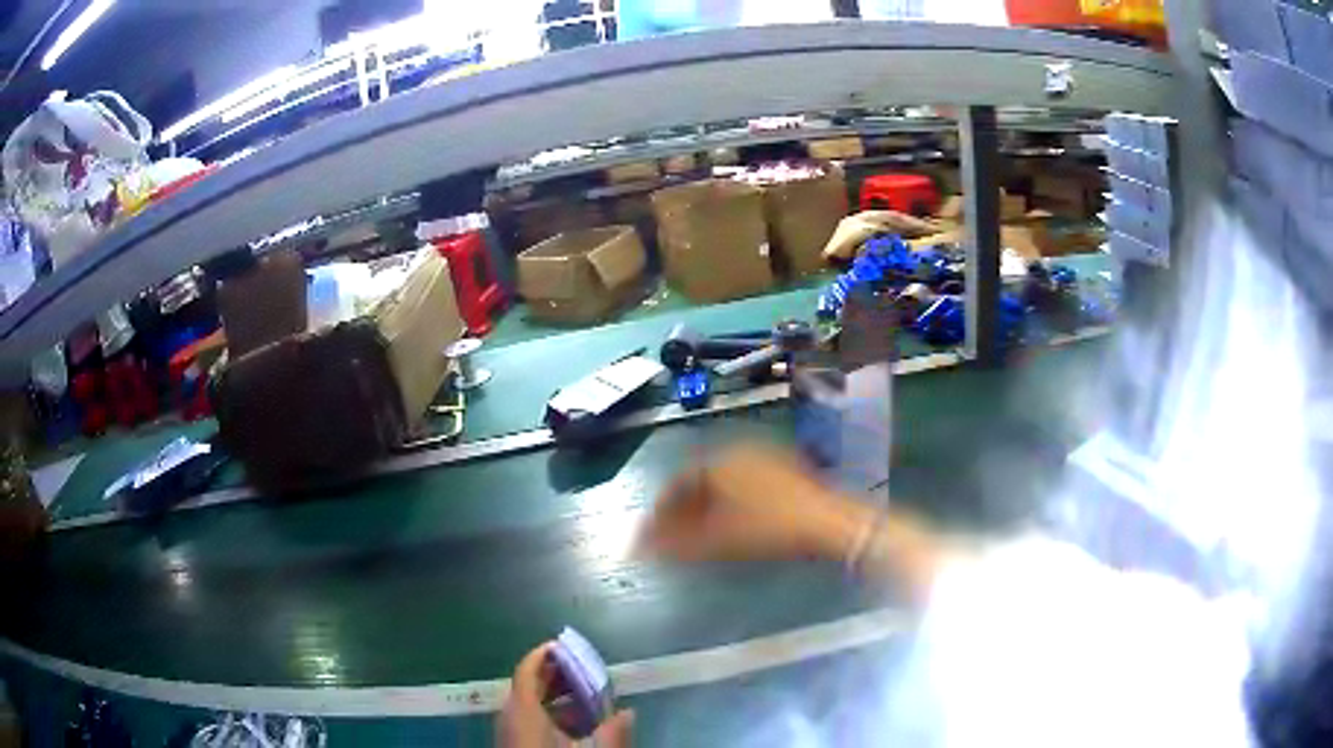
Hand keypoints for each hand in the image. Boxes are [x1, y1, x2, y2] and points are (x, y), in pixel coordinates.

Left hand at [498, 643, 633, 747]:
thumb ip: (613, 733)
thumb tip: (629, 712)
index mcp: (524, 709)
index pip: (528, 669)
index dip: (545, 654)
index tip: (566, 645)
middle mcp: (511, 715)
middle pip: (528, 684)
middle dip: (556, 675)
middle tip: (585, 670)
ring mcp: (509, 731)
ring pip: (528, 702)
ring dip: (554, 695)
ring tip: (586, 697)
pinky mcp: (513, 744)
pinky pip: (528, 718)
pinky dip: (549, 712)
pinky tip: (573, 724)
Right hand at [638, 444, 862, 562]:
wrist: (830, 522)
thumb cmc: (772, 528)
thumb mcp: (720, 539)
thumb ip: (676, 543)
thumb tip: (640, 548)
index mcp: (721, 461)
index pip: (679, 480)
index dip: (662, 507)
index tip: (654, 530)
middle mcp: (740, 451)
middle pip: (700, 479)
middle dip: (683, 508)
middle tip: (674, 535)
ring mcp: (766, 457)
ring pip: (723, 481)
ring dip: (706, 506)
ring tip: (700, 533)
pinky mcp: (786, 469)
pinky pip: (744, 483)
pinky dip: (729, 502)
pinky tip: (732, 523)